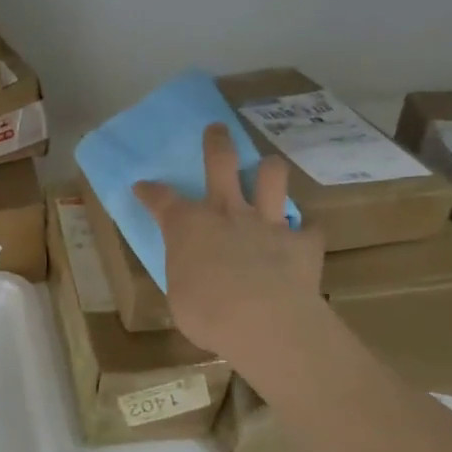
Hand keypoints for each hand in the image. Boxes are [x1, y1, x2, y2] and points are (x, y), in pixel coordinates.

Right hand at [133, 124, 325, 366]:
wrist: (264, 322)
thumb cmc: (206, 313)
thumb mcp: (180, 296)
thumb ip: (186, 275)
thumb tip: (192, 277)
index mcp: (187, 226)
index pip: (161, 199)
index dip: (150, 191)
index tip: (142, 186)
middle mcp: (226, 212)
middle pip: (221, 162)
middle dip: (217, 142)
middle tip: (217, 129)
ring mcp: (267, 222)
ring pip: (272, 178)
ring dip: (270, 170)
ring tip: (269, 170)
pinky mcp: (302, 241)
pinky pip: (309, 228)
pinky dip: (305, 231)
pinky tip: (304, 235)